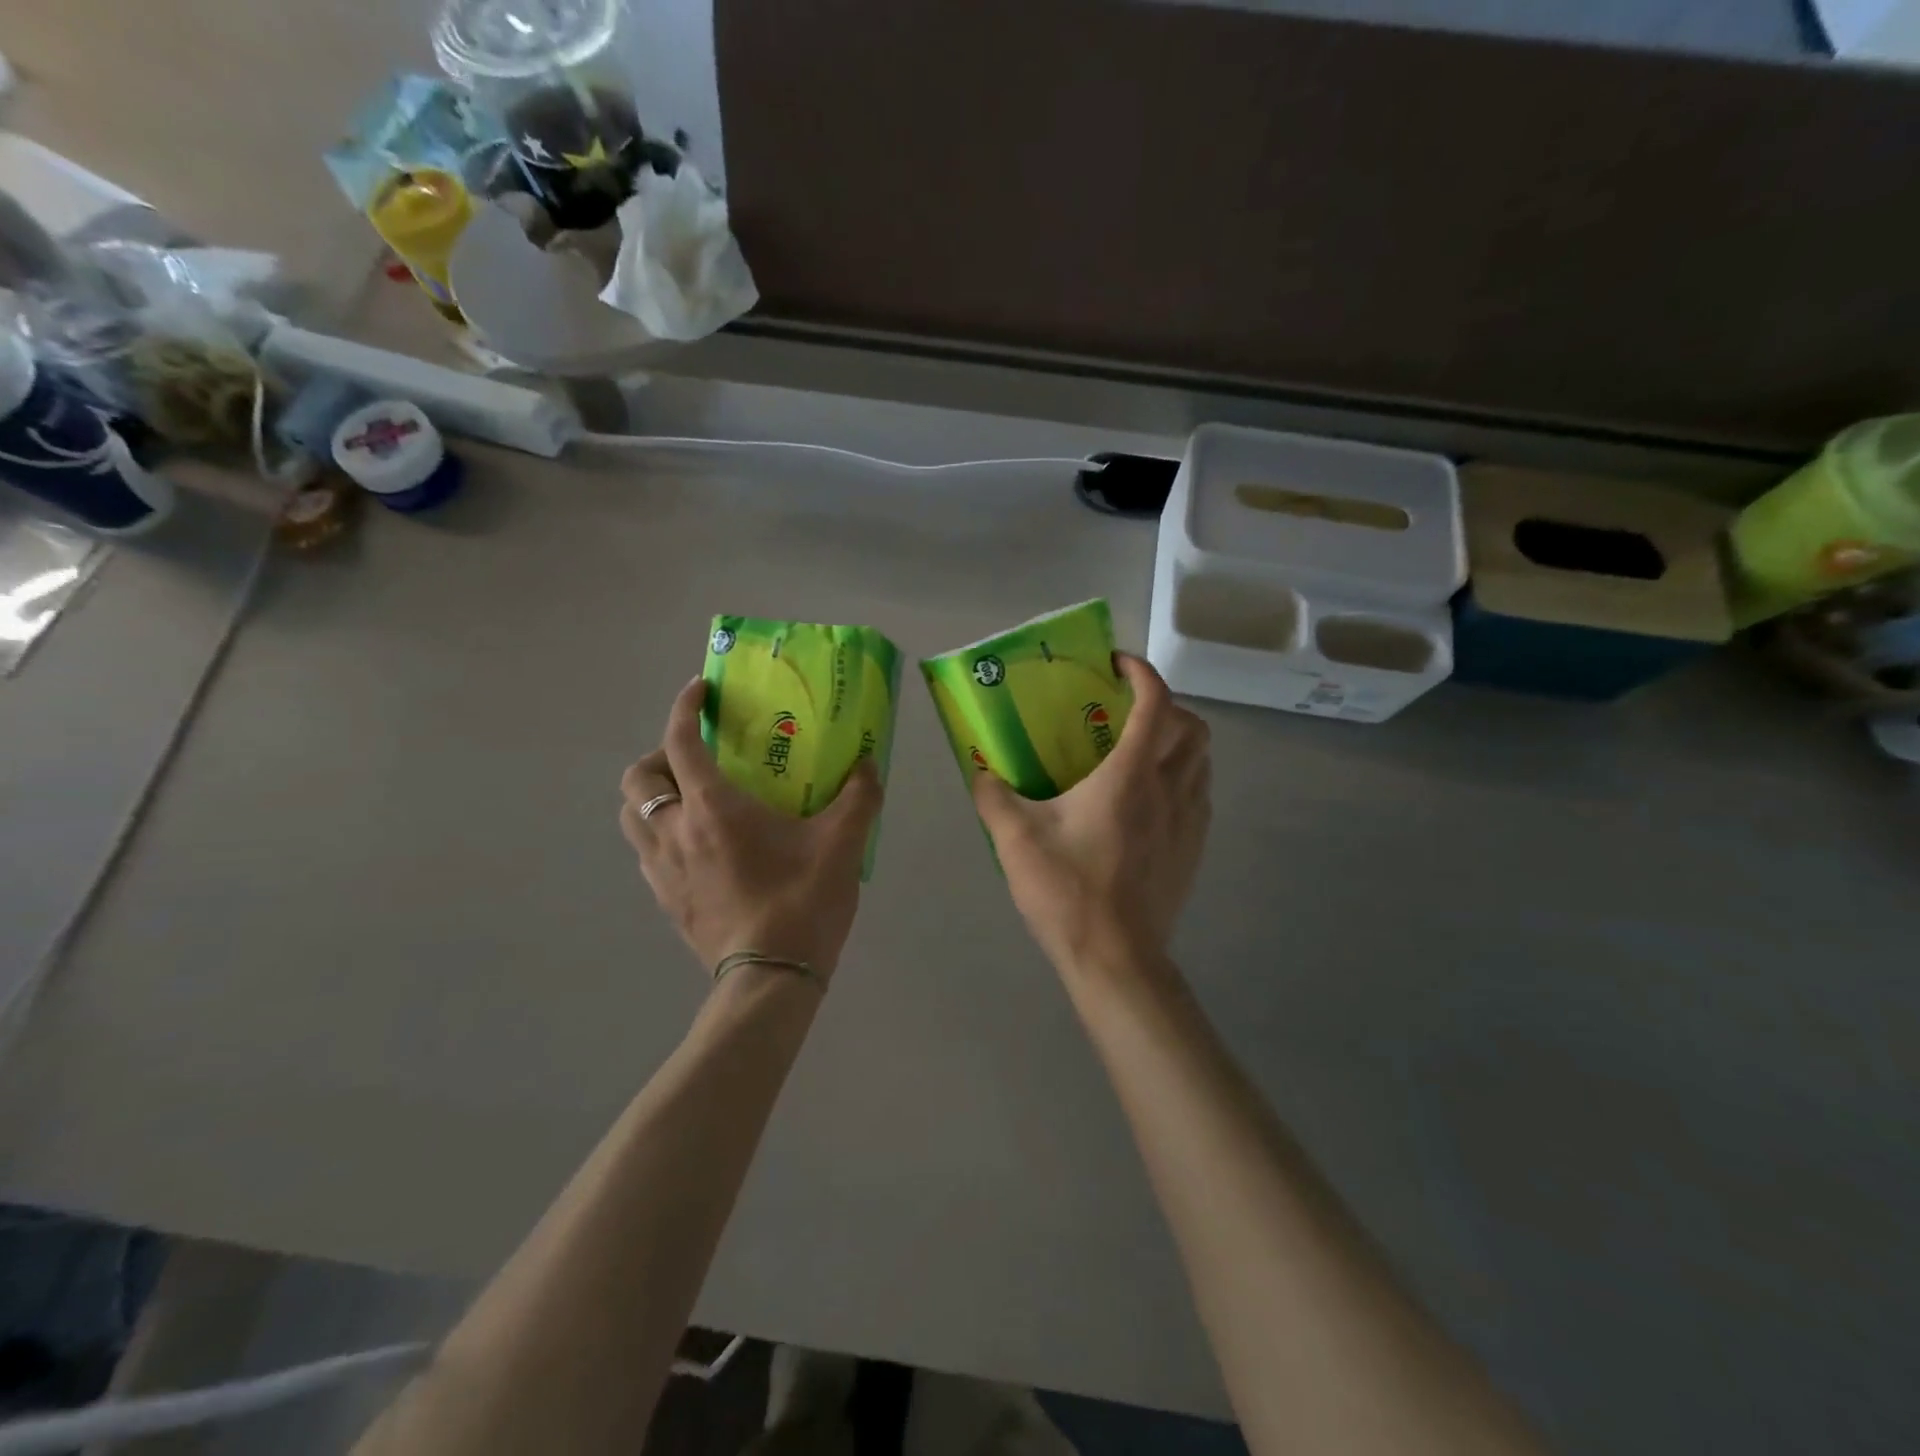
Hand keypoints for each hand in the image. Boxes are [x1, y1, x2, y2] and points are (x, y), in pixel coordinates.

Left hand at [620, 677, 884, 977]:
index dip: (685, 708)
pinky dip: (661, 835)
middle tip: (697, 759)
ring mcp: (663, 869)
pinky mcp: (665, 900)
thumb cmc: (802, 900)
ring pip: (632, 818)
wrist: (771, 977)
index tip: (700, 690)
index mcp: (712, 807)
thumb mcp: (843, 843)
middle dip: (659, 756)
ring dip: (653, 798)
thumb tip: (868, 764)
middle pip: (638, 778)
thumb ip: (859, 797)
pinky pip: (646, 853)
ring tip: (691, 801)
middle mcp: (675, 831)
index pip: (681, 741)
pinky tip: (699, 847)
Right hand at [971, 653, 1210, 977]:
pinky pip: (1200, 795)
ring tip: (1139, 752)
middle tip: (1127, 712)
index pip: (1155, 702)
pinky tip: (1148, 801)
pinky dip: (1182, 779)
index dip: (1141, 673)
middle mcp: (1169, 789)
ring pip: (1202, 761)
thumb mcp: (1016, 839)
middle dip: (1166, 705)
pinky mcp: (1194, 850)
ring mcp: (1189, 821)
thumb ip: (993, 797)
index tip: (1116, 666)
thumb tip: (980, 772)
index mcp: (1130, 776)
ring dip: (1178, 742)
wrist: (1115, 958)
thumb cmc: (1068, 891)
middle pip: (1192, 727)